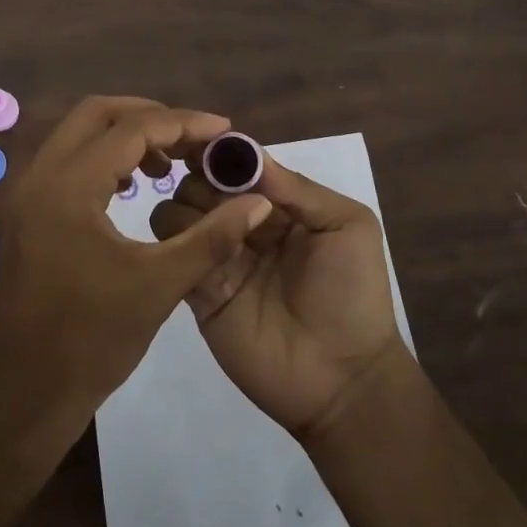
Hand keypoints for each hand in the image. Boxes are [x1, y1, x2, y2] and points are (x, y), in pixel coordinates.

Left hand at [0, 97, 273, 438]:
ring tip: (169, 163)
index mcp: (69, 187)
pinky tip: (131, 187)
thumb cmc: (93, 341)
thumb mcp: (161, 285)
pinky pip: (67, 161)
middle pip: (97, 113)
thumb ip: (213, 236)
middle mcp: (40, 176)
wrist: (26, 394)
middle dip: (149, 116)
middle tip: (193, 139)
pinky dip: (103, 158)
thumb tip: (258, 200)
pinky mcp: (27, 213)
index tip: (223, 129)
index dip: (183, 123)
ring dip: (124, 135)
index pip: (132, 129)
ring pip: (78, 134)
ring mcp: (27, 193)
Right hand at [151, 153, 407, 439]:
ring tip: (212, 230)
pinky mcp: (199, 292)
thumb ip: (297, 188)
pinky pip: (173, 256)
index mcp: (279, 205)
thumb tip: (245, 152)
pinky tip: (195, 249)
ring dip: (186, 210)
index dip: (220, 154)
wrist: (342, 379)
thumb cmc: (352, 293)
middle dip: (200, 180)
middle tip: (215, 199)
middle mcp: (244, 224)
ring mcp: (219, 258)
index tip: (202, 147)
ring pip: (177, 213)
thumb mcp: (347, 226)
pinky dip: (175, 243)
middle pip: (201, 184)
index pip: (238, 166)